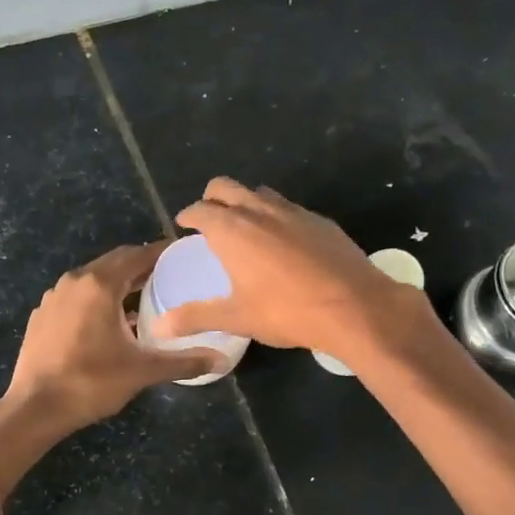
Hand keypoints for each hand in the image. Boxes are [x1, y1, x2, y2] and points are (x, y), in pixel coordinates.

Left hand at [3, 242, 223, 433]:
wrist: (34, 408)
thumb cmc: (91, 382)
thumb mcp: (142, 371)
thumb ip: (183, 361)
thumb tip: (220, 360)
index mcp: (99, 285)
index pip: (137, 255)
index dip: (162, 252)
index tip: (183, 254)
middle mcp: (74, 281)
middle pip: (114, 263)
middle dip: (141, 266)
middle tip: (169, 276)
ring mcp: (53, 297)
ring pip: (93, 280)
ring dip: (118, 284)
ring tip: (143, 298)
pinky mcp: (42, 315)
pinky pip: (76, 296)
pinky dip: (96, 300)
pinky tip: (108, 322)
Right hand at [151, 178, 412, 359]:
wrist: (354, 306)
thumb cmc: (286, 312)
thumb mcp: (236, 317)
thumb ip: (196, 317)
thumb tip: (160, 327)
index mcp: (231, 230)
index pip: (200, 209)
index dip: (188, 215)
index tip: (185, 225)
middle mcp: (258, 210)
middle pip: (225, 187)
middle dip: (212, 198)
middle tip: (209, 219)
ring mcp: (292, 211)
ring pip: (259, 193)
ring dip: (245, 203)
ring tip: (245, 227)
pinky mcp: (319, 220)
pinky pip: (289, 208)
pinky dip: (276, 216)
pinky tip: (284, 242)